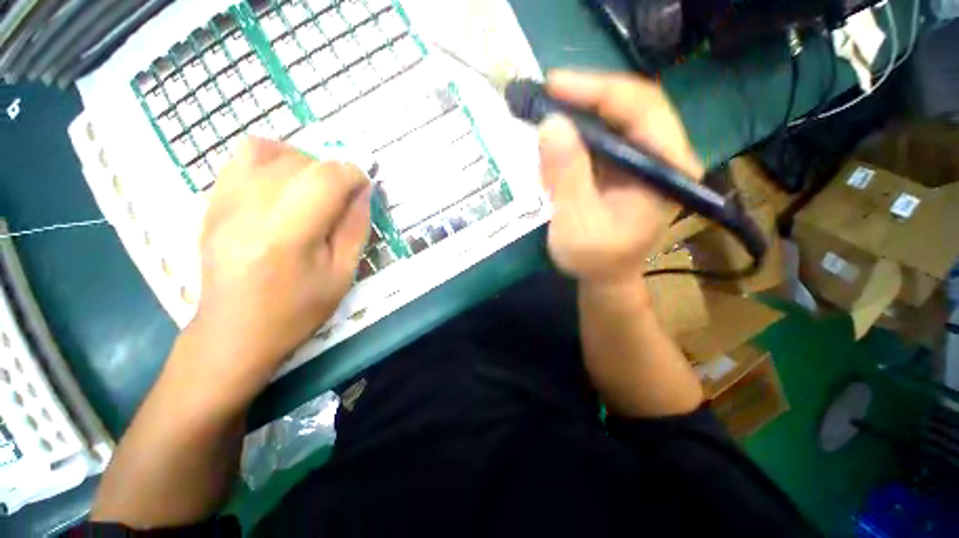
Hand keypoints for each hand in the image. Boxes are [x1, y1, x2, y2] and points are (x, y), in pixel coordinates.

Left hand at [176, 137, 370, 407]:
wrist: (235, 331)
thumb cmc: (297, 310)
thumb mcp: (342, 274)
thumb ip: (355, 227)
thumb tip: (363, 191)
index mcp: (288, 235)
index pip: (326, 179)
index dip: (353, 176)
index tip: (363, 189)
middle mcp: (250, 209)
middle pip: (300, 162)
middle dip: (331, 172)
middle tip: (340, 197)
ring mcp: (225, 202)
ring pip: (270, 151)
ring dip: (303, 162)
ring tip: (312, 187)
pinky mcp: (213, 202)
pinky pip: (241, 157)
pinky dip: (272, 158)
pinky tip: (284, 183)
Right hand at [538, 71, 703, 284]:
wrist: (605, 278)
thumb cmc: (595, 259)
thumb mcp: (576, 222)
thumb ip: (567, 176)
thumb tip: (551, 124)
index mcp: (667, 169)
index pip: (642, 108)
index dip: (597, 90)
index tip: (554, 85)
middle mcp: (665, 157)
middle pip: (631, 105)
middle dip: (586, 97)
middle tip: (545, 95)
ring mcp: (646, 160)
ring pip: (616, 118)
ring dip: (580, 114)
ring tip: (547, 118)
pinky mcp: (628, 167)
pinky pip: (605, 137)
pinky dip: (579, 134)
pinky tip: (558, 142)